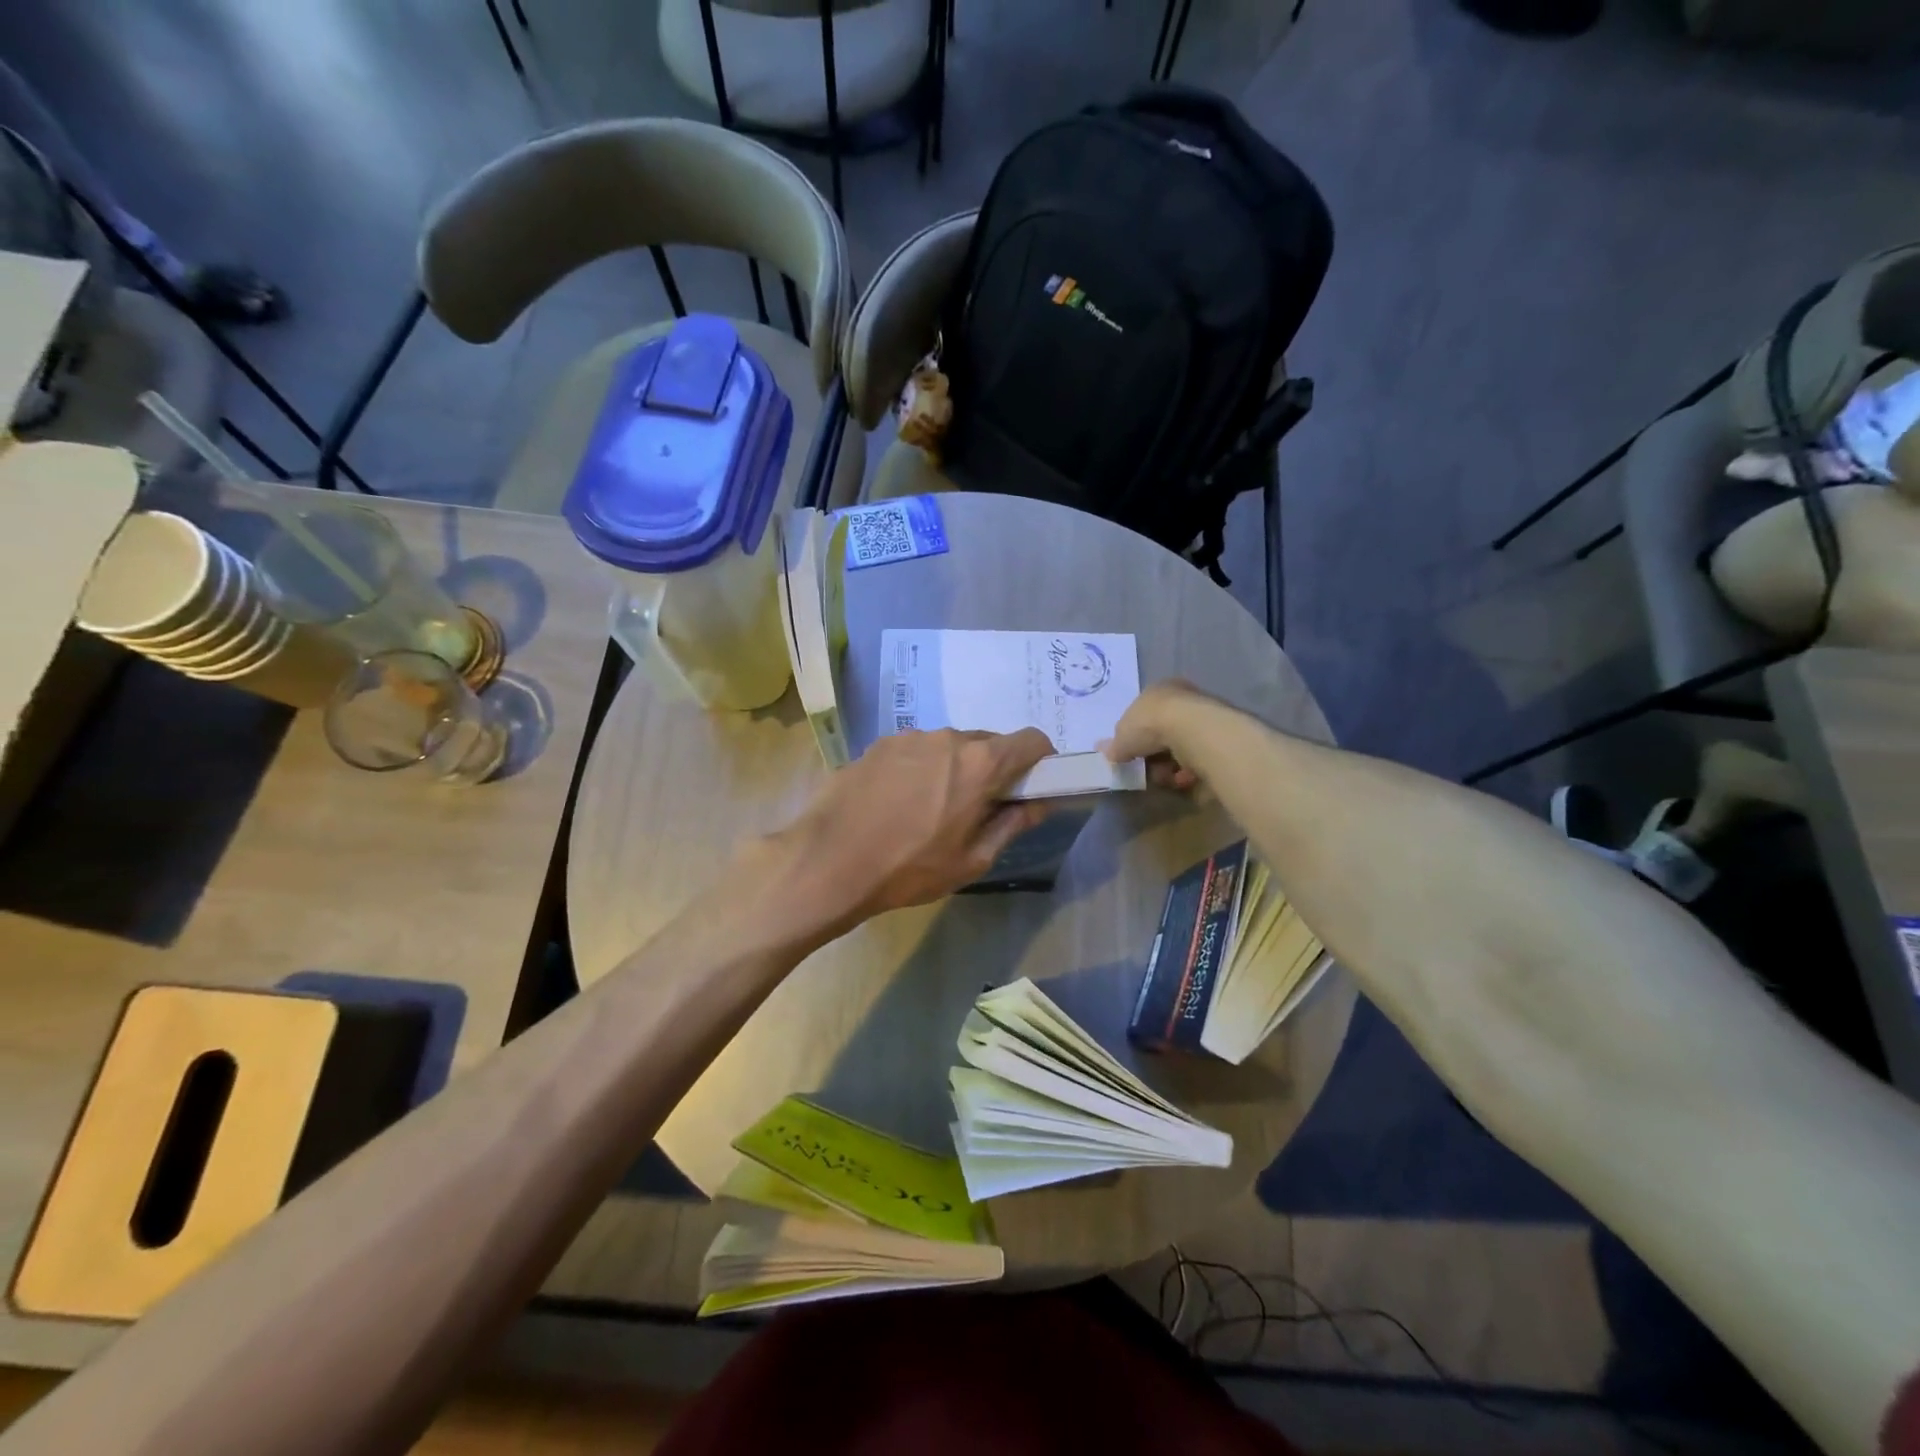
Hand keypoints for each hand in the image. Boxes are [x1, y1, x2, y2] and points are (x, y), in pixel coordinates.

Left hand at [753, 728, 1056, 938]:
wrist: (828, 861)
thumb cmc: (909, 868)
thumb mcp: (972, 859)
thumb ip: (1013, 823)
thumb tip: (1042, 802)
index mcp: (979, 762)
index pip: (1031, 740)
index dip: (1041, 761)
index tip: (1032, 786)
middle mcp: (948, 737)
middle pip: (988, 743)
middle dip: (994, 769)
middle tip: (979, 808)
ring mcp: (909, 736)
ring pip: (949, 746)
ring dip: (955, 768)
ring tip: (931, 809)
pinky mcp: (878, 744)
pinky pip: (917, 750)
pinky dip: (922, 768)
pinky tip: (899, 802)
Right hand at [1101, 679, 1215, 790]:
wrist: (1192, 728)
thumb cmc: (1149, 725)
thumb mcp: (1122, 737)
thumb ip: (1115, 746)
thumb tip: (1104, 750)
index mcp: (1157, 690)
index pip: (1143, 714)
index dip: (1136, 738)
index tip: (1132, 756)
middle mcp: (1183, 697)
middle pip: (1163, 732)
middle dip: (1154, 755)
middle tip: (1148, 770)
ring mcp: (1204, 714)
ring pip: (1182, 746)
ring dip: (1171, 765)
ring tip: (1167, 777)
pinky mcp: (1220, 735)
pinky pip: (1199, 756)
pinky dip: (1190, 769)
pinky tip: (1185, 777)